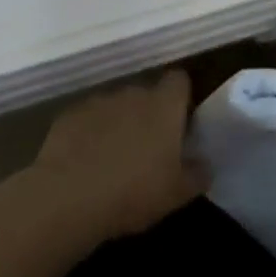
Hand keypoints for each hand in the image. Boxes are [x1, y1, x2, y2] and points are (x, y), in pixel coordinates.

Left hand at [31, 69, 208, 242]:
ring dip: (119, 124)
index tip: (179, 122)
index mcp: (164, 105)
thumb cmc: (134, 191)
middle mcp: (134, 92)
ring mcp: (100, 100)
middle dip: (148, 114)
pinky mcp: (71, 114)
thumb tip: (206, 164)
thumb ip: (197, 174)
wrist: (70, 196)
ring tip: (114, 159)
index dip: (180, 98)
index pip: (179, 80)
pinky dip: (91, 134)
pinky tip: (86, 163)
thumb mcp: (176, 194)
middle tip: (148, 149)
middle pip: (147, 93)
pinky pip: (89, 119)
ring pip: (117, 106)